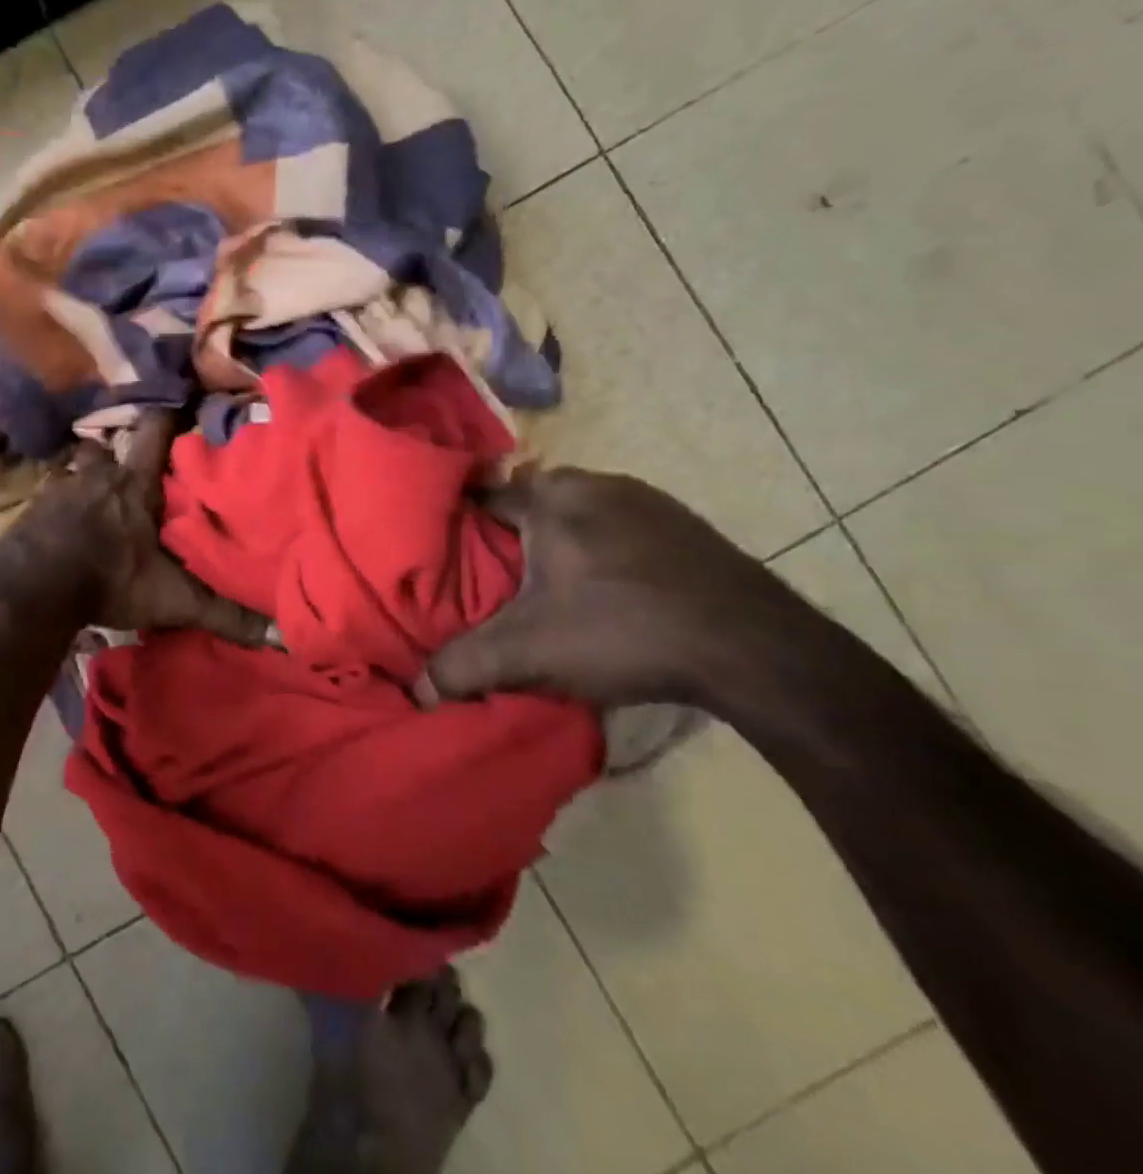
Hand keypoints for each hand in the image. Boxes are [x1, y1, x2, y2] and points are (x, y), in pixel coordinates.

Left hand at [0, 411, 270, 645]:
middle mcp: (98, 475)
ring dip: (88, 479)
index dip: (168, 416)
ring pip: (79, 469)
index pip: (156, 431)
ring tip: (98, 497)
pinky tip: (62, 523)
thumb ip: (222, 612)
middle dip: (122, 456)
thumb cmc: (109, 580)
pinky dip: (59, 503)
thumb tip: (281, 636)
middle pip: (111, 449)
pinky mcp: (33, 507)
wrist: (32, 588)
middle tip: (135, 472)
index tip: (181, 407)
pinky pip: (51, 493)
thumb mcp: (173, 600)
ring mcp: (61, 488)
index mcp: (135, 485)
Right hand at [428, 467, 819, 710]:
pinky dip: (598, 548)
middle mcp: (596, 483)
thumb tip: (418, 690)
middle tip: (490, 576)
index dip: (458, 523)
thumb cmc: (624, 631)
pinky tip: (604, 590)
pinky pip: (617, 525)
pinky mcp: (684, 525)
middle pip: (529, 502)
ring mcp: (647, 500)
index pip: (483, 495)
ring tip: (543, 585)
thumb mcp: (530, 653)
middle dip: (507, 533)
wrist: (755, 648)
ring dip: (556, 540)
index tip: (442, 551)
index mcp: (552, 498)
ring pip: (575, 512)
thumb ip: (464, 666)